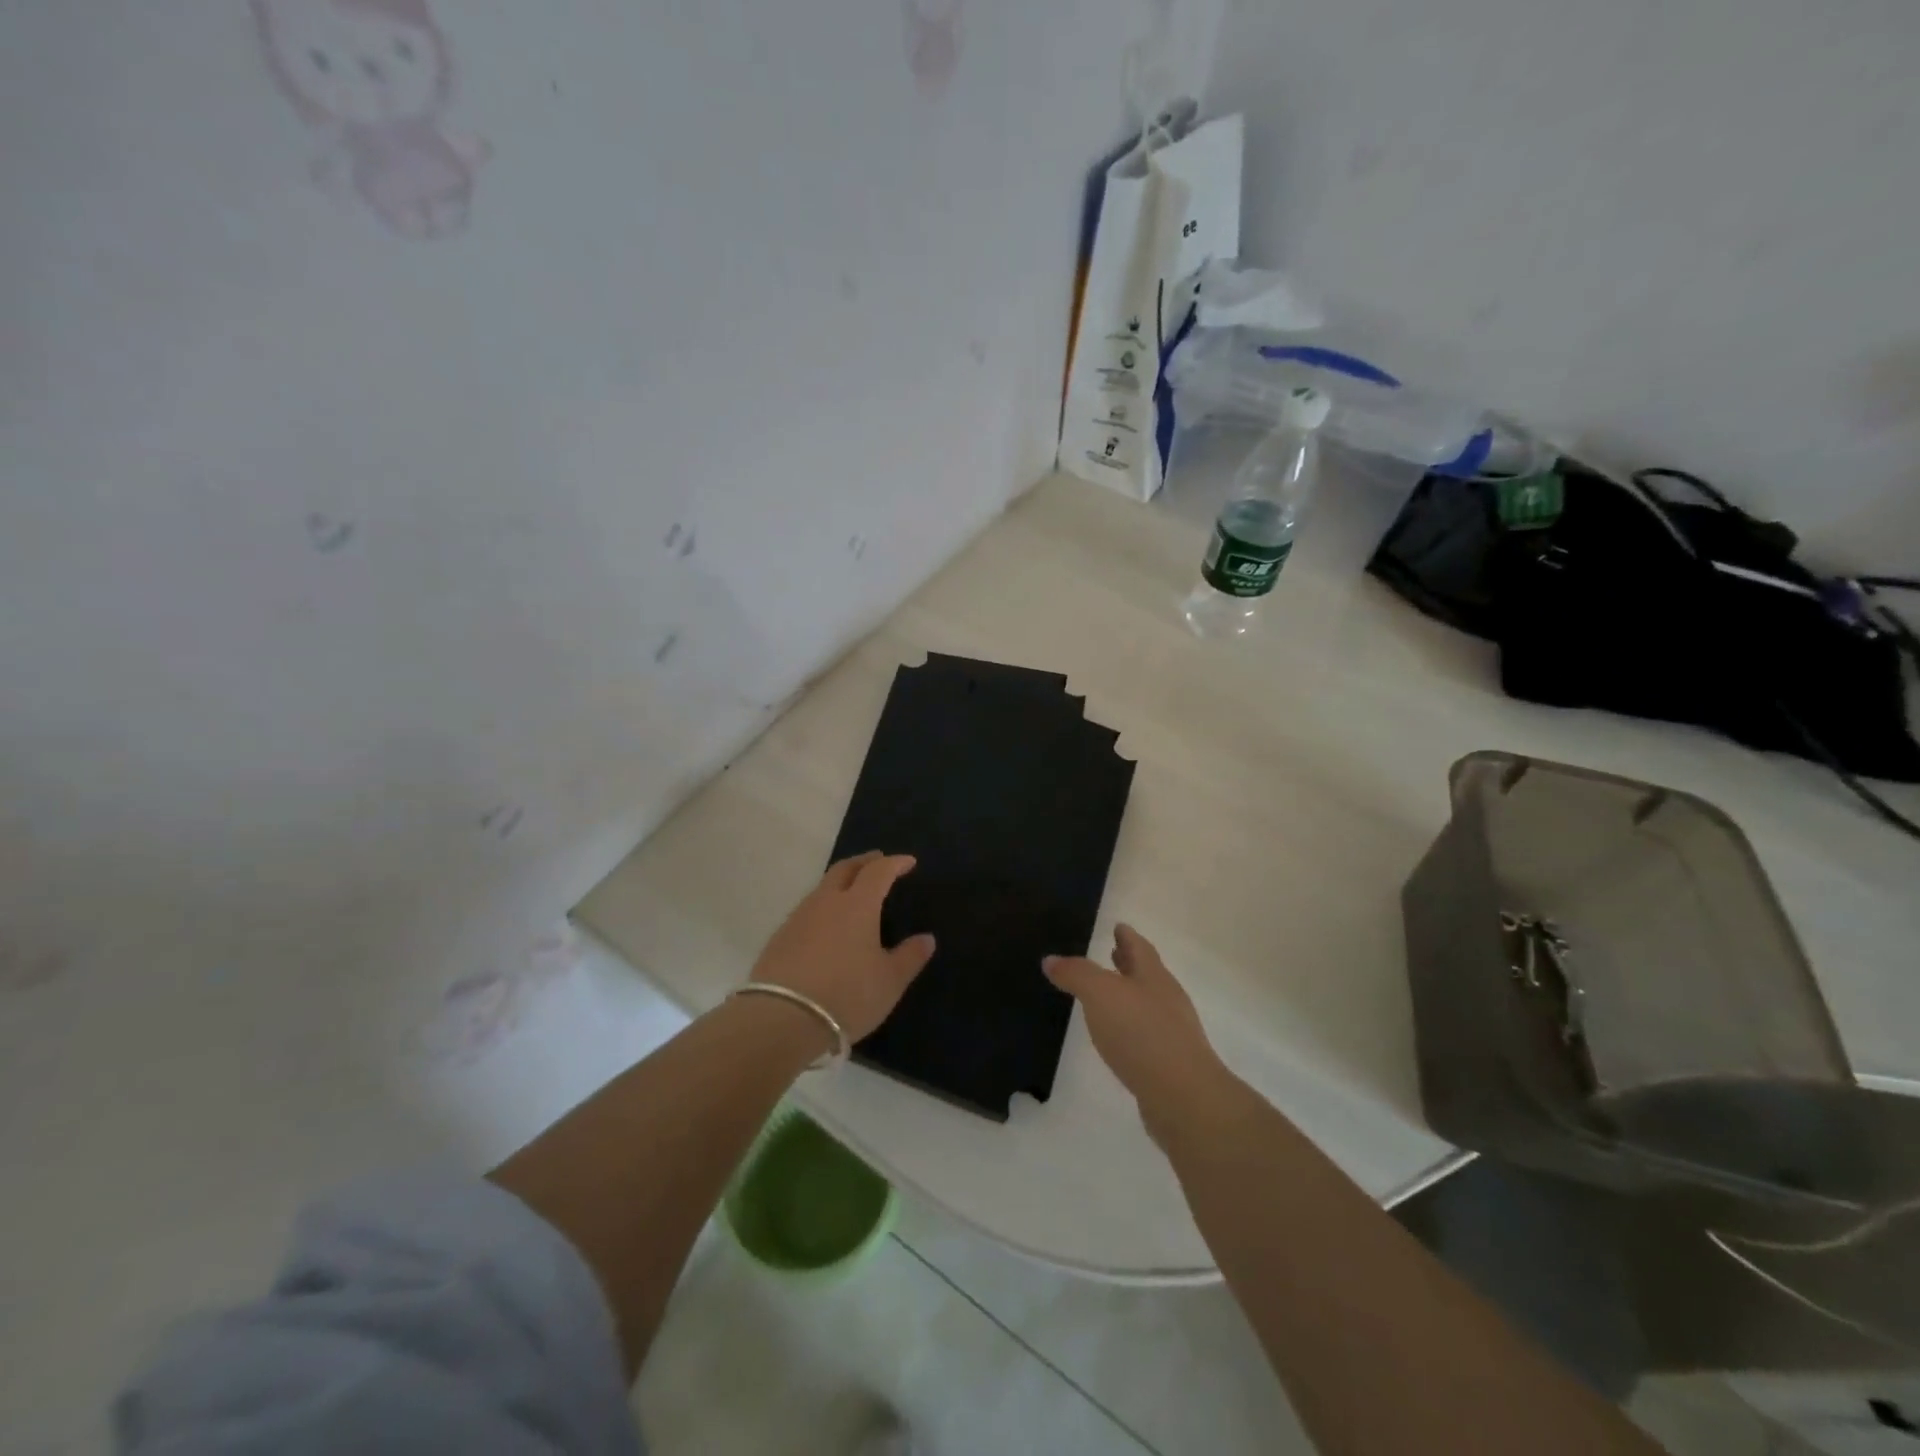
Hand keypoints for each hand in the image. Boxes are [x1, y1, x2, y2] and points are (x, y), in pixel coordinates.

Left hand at [749, 852, 935, 1044]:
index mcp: (858, 904)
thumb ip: (910, 957)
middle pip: (845, 869)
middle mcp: (826, 901)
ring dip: (840, 883)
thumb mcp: (889, 981)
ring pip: (822, 888)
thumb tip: (927, 939)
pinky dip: (823, 906)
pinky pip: (807, 910)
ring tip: (852, 892)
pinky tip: (826, 925)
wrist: (782, 1018)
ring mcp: (799, 917)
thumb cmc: (847, 995)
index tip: (908, 862)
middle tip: (877, 860)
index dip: (895, 864)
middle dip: (864, 862)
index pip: (879, 871)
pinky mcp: (780, 937)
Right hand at [1045, 925, 1235, 1135]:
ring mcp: (1173, 1032)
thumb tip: (1051, 959)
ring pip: (1148, 1003)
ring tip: (1109, 995)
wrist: (1184, 1097)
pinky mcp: (1171, 1063)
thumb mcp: (1100, 994)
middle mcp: (1167, 999)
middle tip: (1114, 953)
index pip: (1139, 948)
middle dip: (1129, 963)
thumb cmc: (1141, 1033)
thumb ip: (1076, 974)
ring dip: (1130, 995)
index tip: (1118, 926)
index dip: (1127, 936)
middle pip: (1147, 974)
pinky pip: (1147, 1034)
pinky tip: (1119, 1037)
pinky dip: (1132, 1026)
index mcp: (1153, 976)